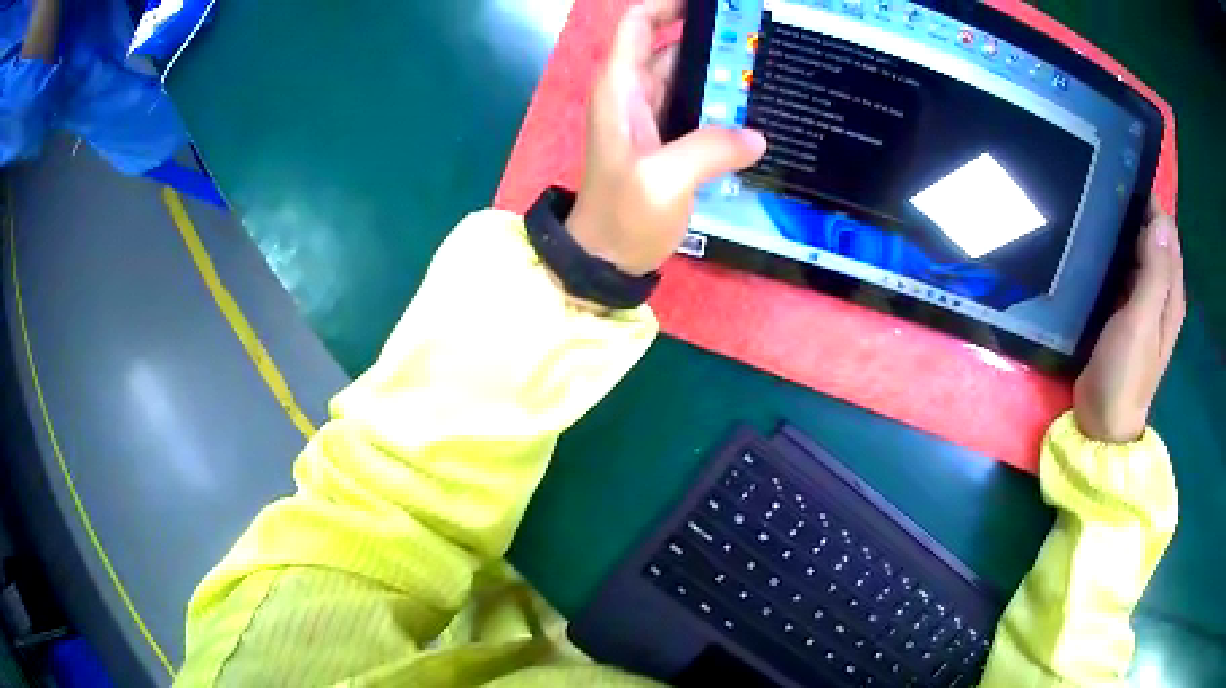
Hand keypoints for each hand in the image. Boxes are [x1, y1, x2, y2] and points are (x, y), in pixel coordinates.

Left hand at [566, 0, 767, 276]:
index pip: (638, 24)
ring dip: (721, 70)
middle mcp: (634, 94)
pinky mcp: (668, 141)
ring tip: (766, 65)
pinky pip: (698, 107)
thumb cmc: (623, 216)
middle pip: (670, 45)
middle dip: (711, 36)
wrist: (606, 259)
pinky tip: (755, 107)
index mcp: (621, 88)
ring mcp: (652, 117)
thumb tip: (755, 136)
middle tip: (758, 36)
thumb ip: (710, 150)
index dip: (668, 5)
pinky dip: (722, 102)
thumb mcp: (663, 180)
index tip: (713, 5)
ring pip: (688, 76)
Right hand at [1074, 198, 1185, 442]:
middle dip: (1136, 215)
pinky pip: (1124, 273)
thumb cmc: (1125, 373)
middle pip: (1154, 241)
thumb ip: (1154, 274)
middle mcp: (1162, 295)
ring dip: (1124, 235)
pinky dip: (1115, 257)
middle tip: (1105, 194)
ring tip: (1097, 212)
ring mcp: (1143, 305)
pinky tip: (1098, 247)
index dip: (1152, 207)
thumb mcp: (1142, 322)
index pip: (1168, 235)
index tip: (1123, 183)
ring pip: (1138, 255)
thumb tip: (1161, 221)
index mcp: (1171, 295)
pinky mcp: (1125, 314)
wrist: (1102, 423)